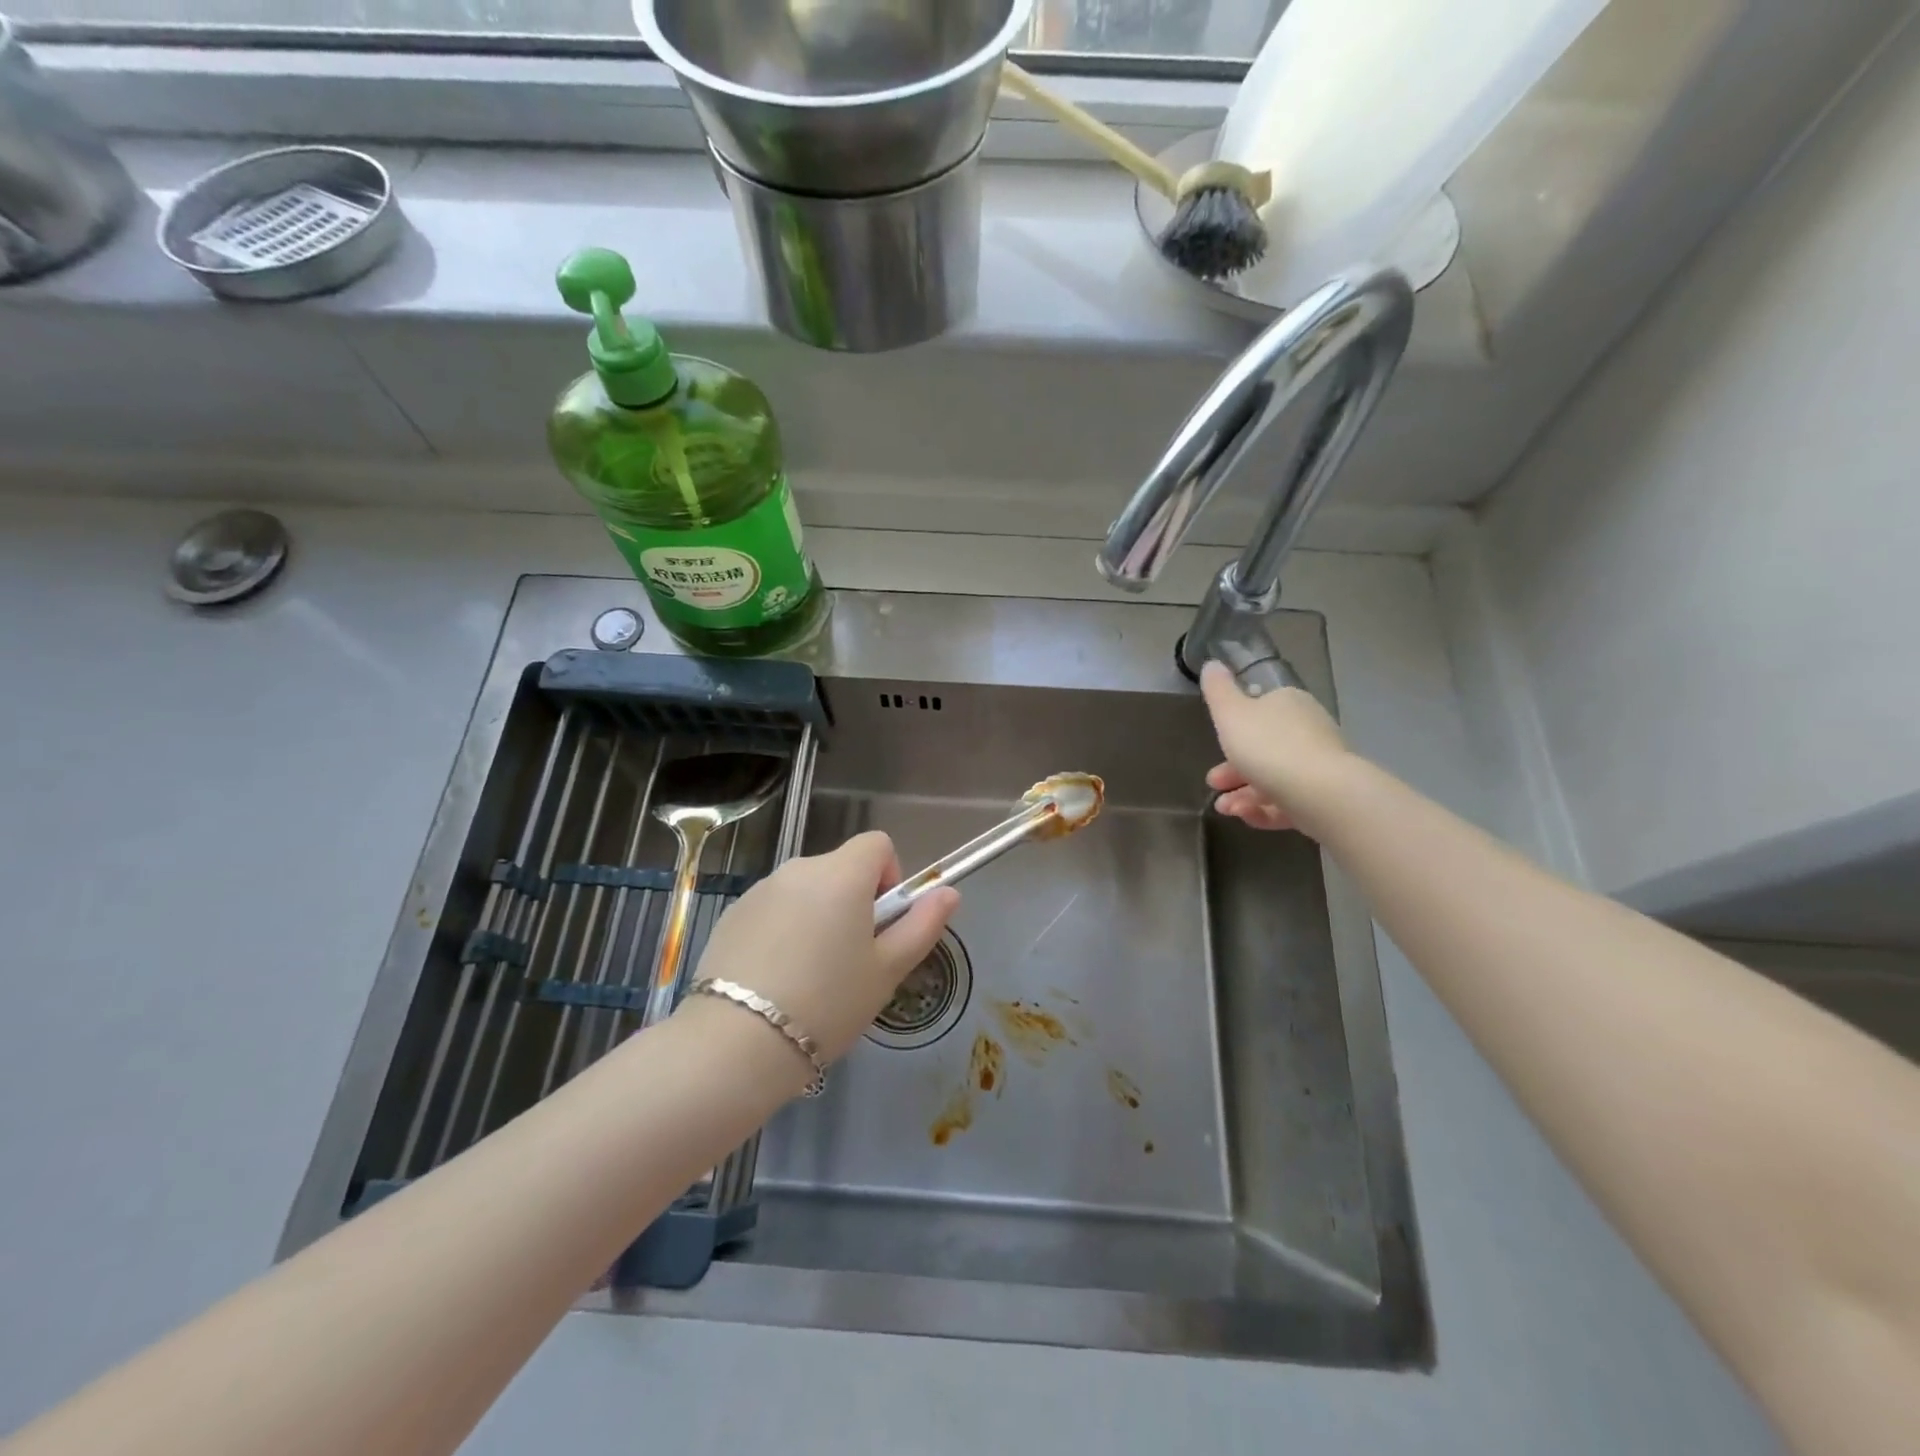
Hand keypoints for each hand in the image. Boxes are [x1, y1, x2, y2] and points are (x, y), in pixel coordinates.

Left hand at [689, 831, 958, 1063]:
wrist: (736, 1043)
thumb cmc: (828, 1003)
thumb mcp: (887, 970)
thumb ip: (922, 925)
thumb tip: (948, 892)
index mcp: (841, 874)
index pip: (877, 844)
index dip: (890, 876)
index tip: (882, 923)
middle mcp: (799, 869)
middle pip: (841, 868)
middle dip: (854, 902)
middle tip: (853, 960)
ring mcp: (760, 890)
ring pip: (806, 891)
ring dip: (819, 916)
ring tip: (811, 976)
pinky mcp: (732, 915)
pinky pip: (774, 909)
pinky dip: (784, 930)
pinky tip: (777, 979)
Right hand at [1200, 661, 1352, 836]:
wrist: (1320, 792)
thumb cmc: (1268, 746)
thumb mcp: (1230, 713)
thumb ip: (1217, 691)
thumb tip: (1212, 664)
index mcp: (1288, 703)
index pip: (1259, 709)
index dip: (1233, 730)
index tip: (1214, 746)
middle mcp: (1307, 730)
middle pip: (1264, 748)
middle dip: (1233, 769)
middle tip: (1213, 783)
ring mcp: (1318, 765)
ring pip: (1274, 777)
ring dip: (1244, 793)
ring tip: (1226, 809)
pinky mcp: (1324, 797)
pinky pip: (1288, 801)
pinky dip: (1265, 809)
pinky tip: (1246, 818)